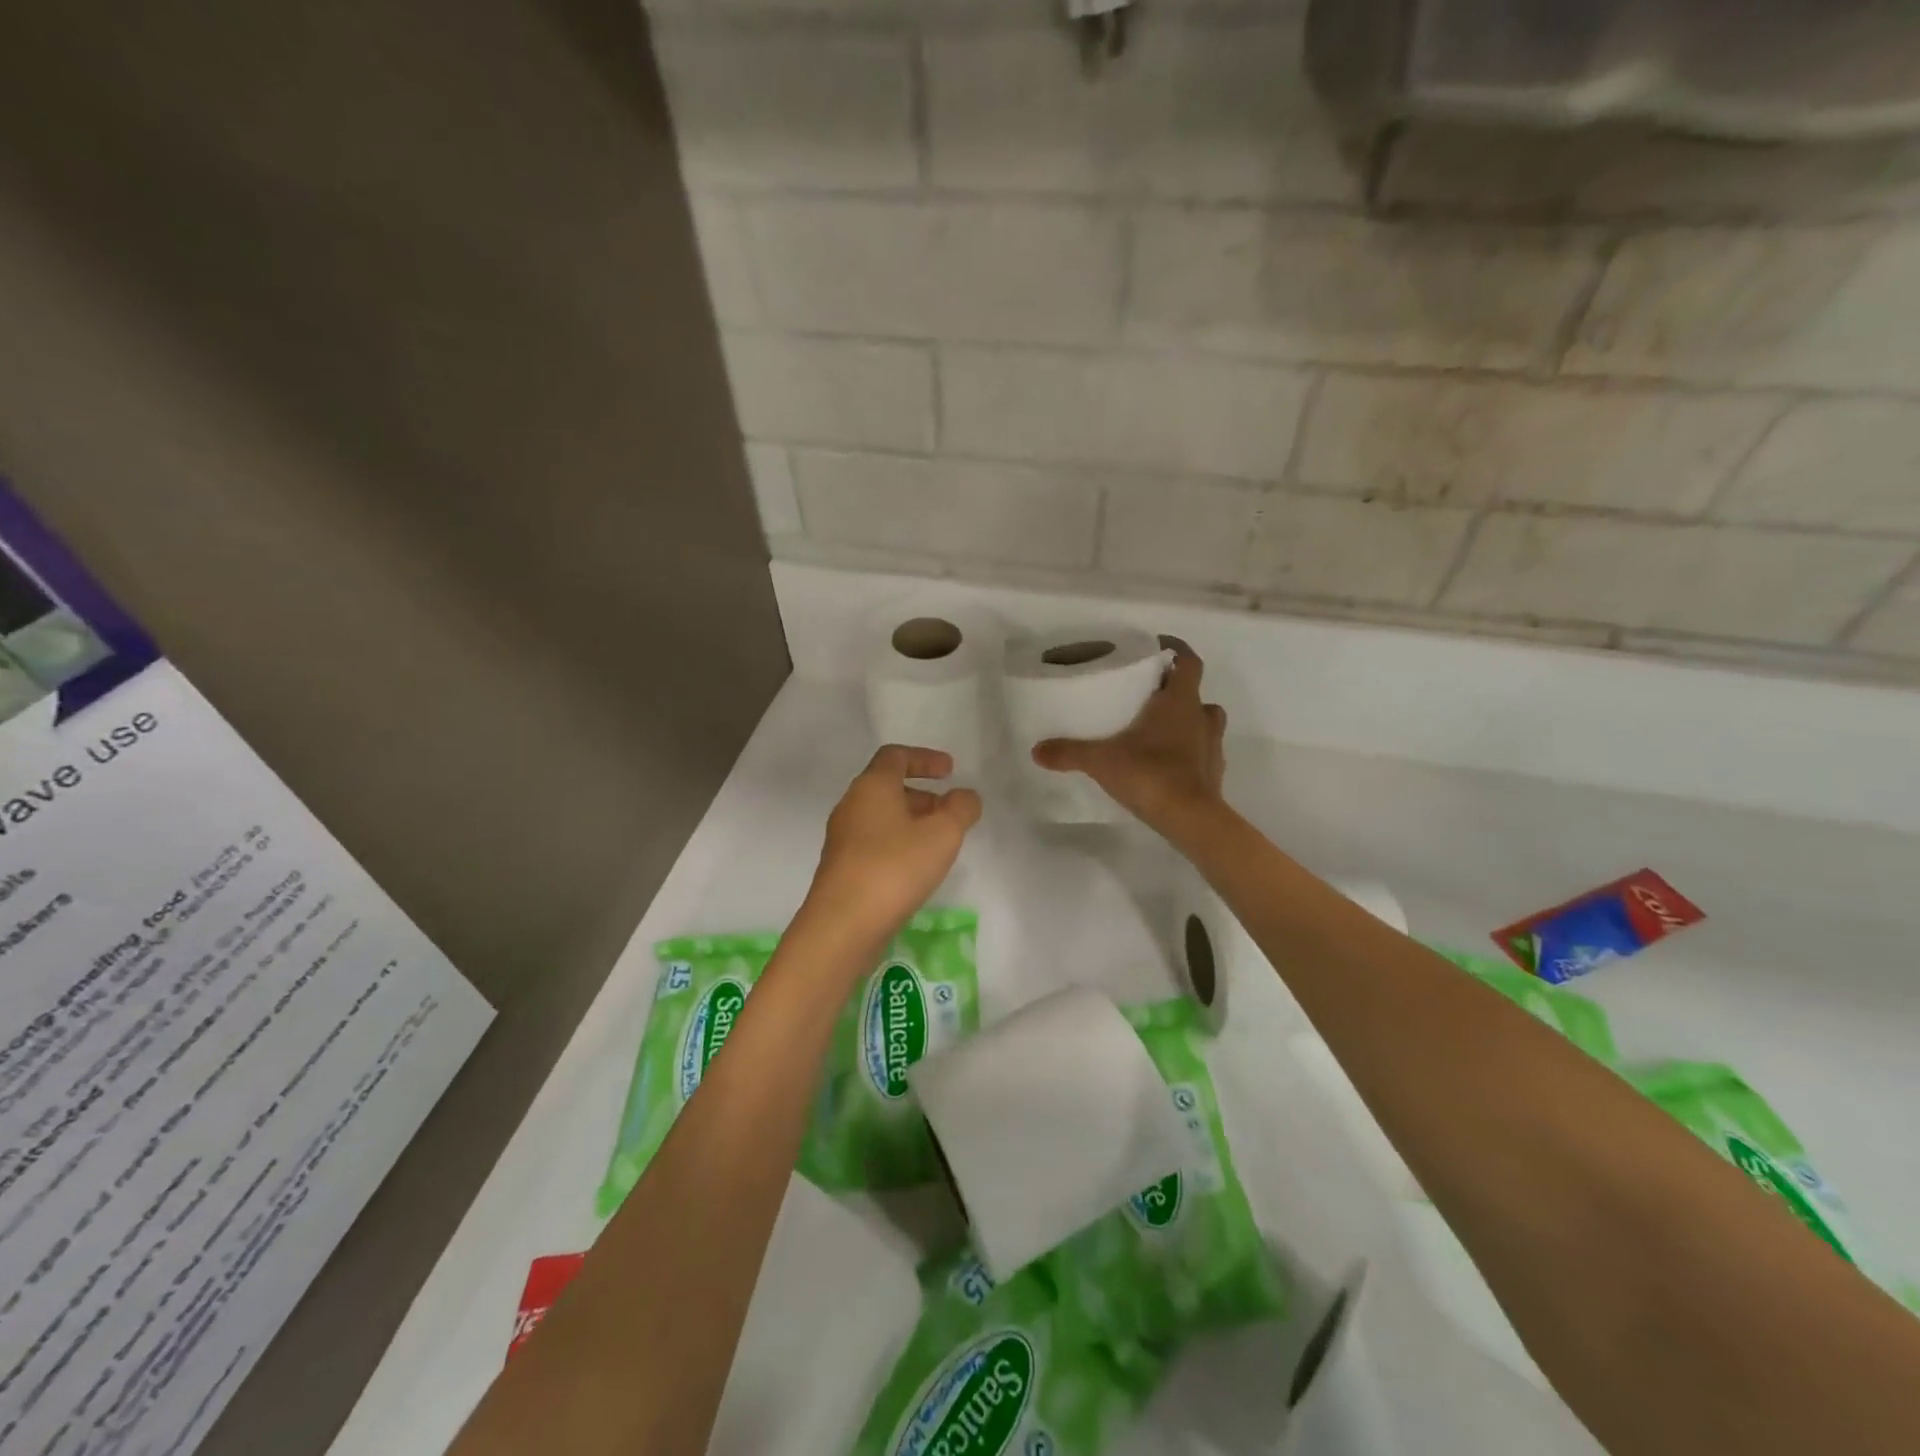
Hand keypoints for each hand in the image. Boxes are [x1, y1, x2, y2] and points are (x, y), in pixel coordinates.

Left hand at [804, 746, 982, 949]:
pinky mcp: (841, 868)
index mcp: (872, 786)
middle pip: (887, 786)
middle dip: (922, 794)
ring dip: (911, 821)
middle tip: (949, 811)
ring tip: (938, 843)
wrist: (842, 925)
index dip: (925, 758)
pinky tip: (916, 869)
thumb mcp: (942, 834)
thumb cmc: (894, 867)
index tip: (950, 771)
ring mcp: (842, 838)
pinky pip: (874, 842)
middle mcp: (851, 805)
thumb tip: (965, 796)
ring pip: (881, 817)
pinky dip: (898, 844)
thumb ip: (960, 809)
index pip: (895, 756)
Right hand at [1032, 638, 1226, 837]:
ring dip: (1188, 719)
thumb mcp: (1101, 761)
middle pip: (1195, 692)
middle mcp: (1201, 717)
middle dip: (1176, 689)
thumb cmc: (1150, 774)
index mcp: (1179, 702)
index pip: (1188, 662)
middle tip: (1149, 694)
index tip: (1159, 646)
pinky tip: (1168, 761)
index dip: (1177, 650)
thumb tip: (1036, 750)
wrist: (1190, 818)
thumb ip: (1069, 752)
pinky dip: (1190, 750)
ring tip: (1160, 727)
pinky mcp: (1214, 771)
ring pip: (1205, 720)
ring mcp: (1212, 745)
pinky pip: (1203, 751)